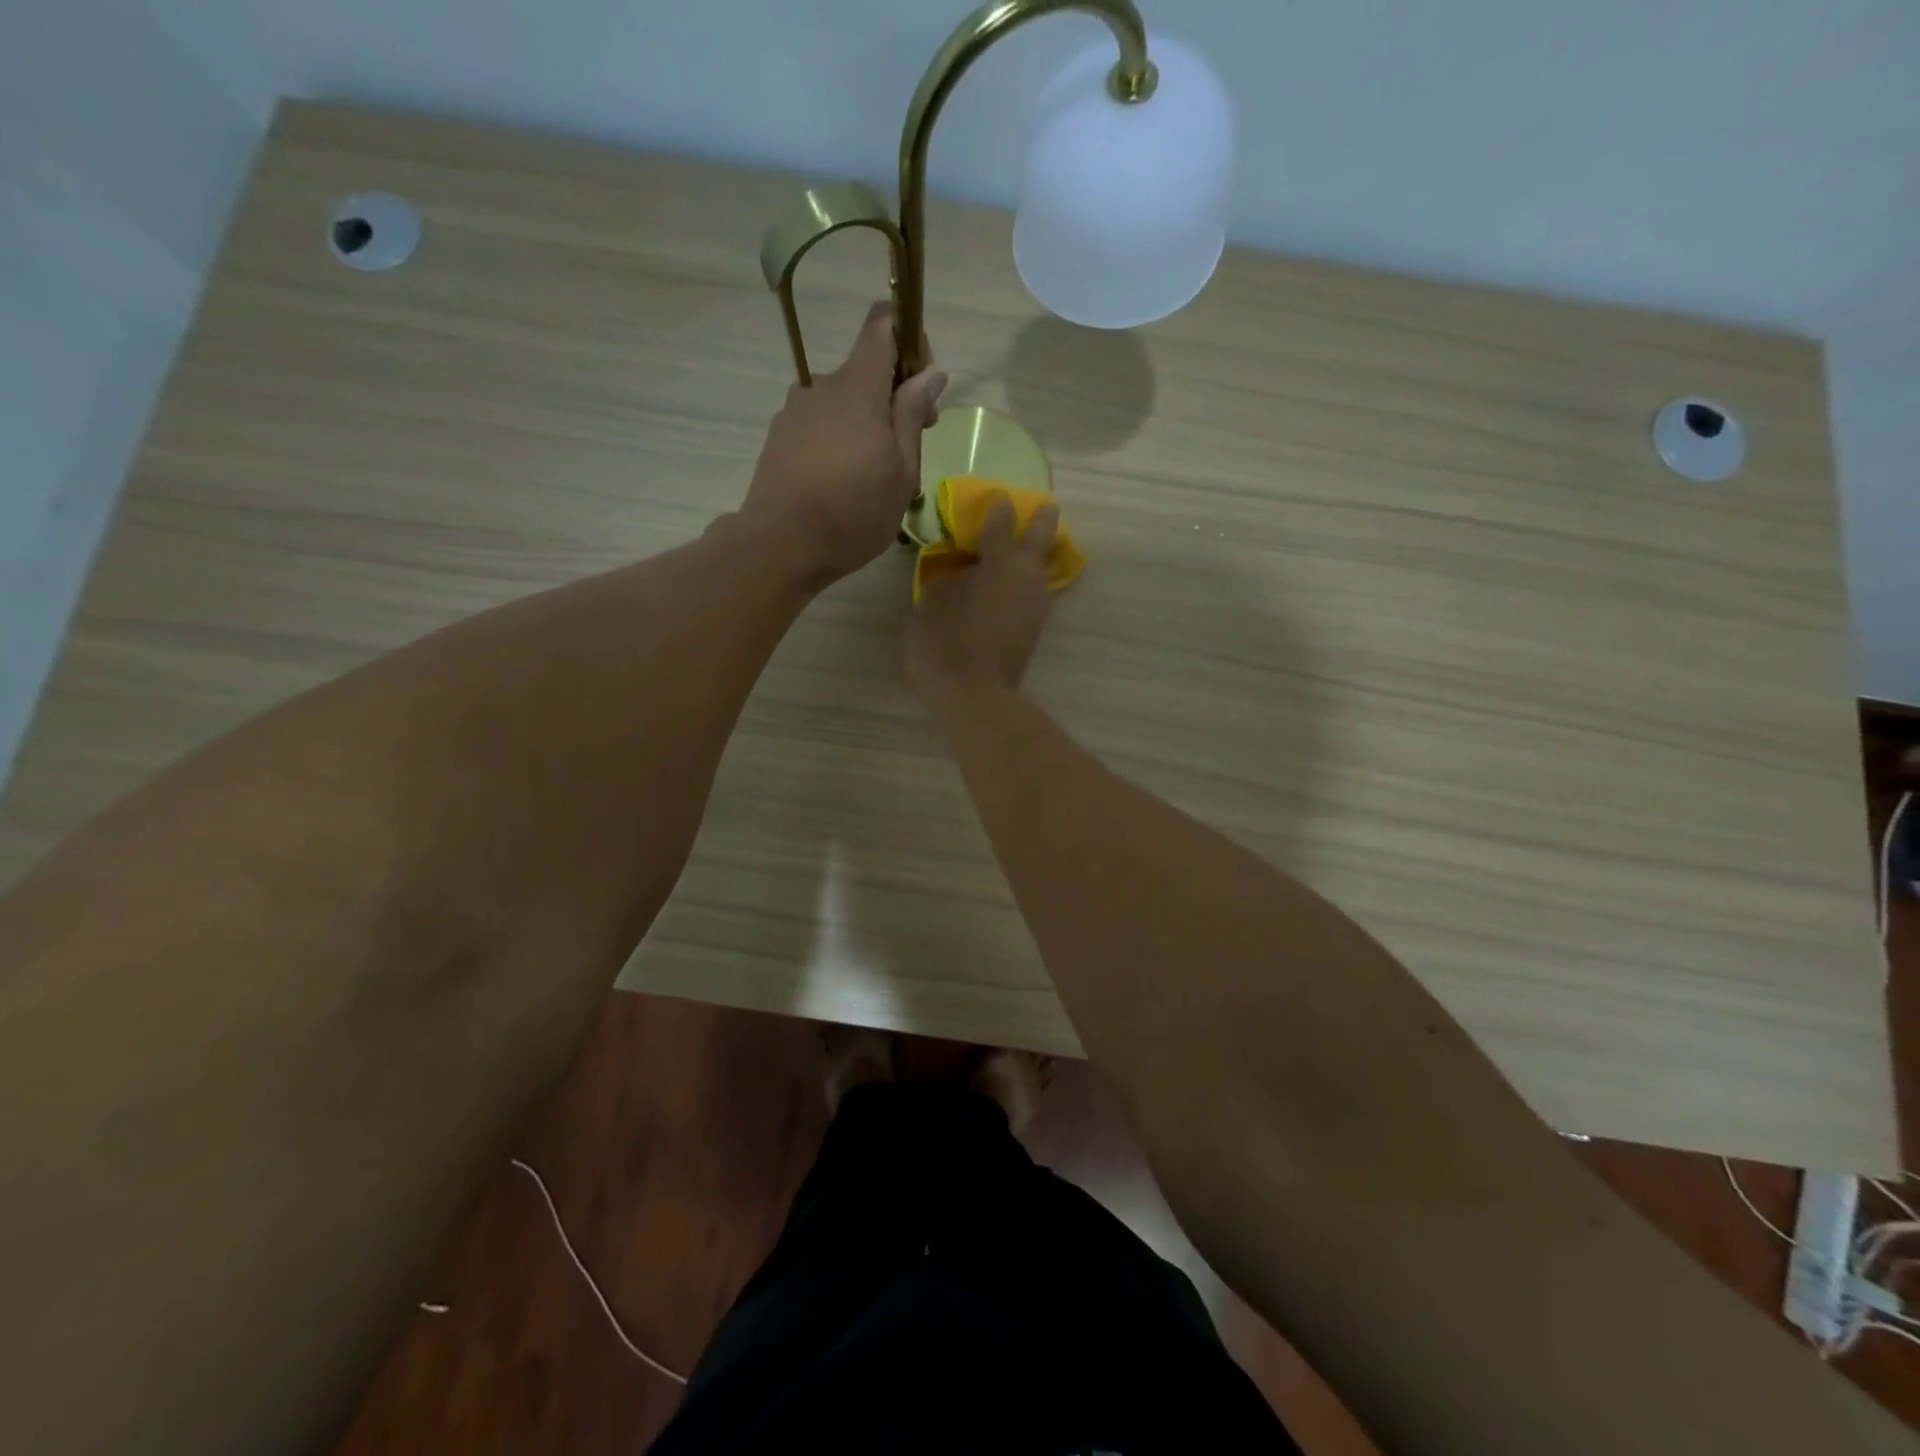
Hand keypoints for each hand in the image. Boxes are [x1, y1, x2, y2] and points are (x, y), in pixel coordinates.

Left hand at [742, 302, 946, 583]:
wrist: (780, 544)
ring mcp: (794, 412)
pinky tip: (841, 487)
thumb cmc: (853, 510)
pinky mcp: (779, 439)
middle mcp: (821, 387)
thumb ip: (912, 415)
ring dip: (863, 428)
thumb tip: (930, 374)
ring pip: (841, 406)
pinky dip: (837, 445)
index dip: (909, 339)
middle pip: (864, 374)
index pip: (883, 325)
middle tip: (907, 452)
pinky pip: (819, 428)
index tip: (922, 384)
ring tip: (871, 480)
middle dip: (891, 401)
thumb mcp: (901, 469)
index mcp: (857, 386)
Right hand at [908, 499, 1059, 699]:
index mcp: (1000, 562)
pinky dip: (1022, 584)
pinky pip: (1030, 594)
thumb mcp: (933, 599)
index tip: (999, 498)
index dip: (997, 510)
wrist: (973, 693)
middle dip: (1041, 522)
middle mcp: (1026, 578)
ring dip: (1032, 557)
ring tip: (1020, 550)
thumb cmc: (946, 639)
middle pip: (1039, 541)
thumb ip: (949, 576)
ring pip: (1038, 571)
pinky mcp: (1033, 631)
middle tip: (1045, 508)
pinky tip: (1008, 585)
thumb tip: (962, 570)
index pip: (1000, 525)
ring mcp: (1035, 606)